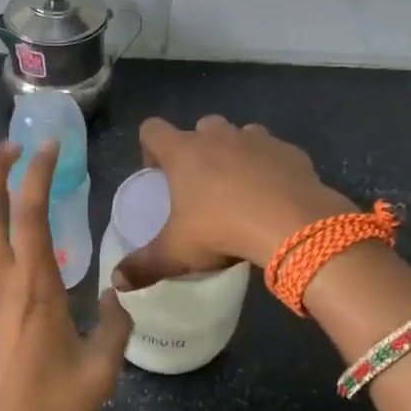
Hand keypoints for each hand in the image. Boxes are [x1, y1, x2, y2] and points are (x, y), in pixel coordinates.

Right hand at [119, 115, 354, 285]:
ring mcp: (257, 139)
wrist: (293, 225)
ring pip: (240, 136)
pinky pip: (273, 153)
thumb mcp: (176, 254)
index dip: (149, 148)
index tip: (157, 175)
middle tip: (200, 185)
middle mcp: (218, 136)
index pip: (152, 129)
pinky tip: (273, 196)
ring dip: (235, 154)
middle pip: (199, 128)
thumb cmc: (222, 231)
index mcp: (183, 152)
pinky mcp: (290, 151)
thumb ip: (143, 266)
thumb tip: (116, 282)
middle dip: (197, 149)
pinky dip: (269, 168)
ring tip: (239, 189)